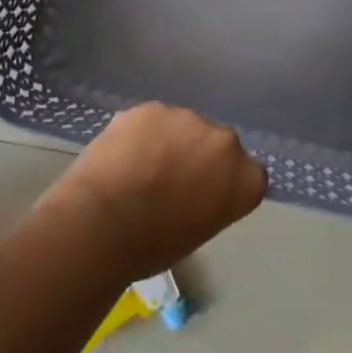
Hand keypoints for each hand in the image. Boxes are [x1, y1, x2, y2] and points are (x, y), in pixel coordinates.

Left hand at [37, 104, 266, 277]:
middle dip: (199, 155)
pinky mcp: (153, 107)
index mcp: (245, 179)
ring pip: (183, 127)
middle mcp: (225, 142)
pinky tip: (123, 154)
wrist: (103, 221)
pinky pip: (153, 120)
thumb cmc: (152, 245)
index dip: (224, 182)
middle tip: (170, 180)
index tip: (204, 196)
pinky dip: (142, 133)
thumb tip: (194, 187)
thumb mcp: (199, 230)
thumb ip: (210, 199)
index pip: (248, 174)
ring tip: (140, 166)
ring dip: (170, 141)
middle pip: (217, 144)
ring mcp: (188, 118)